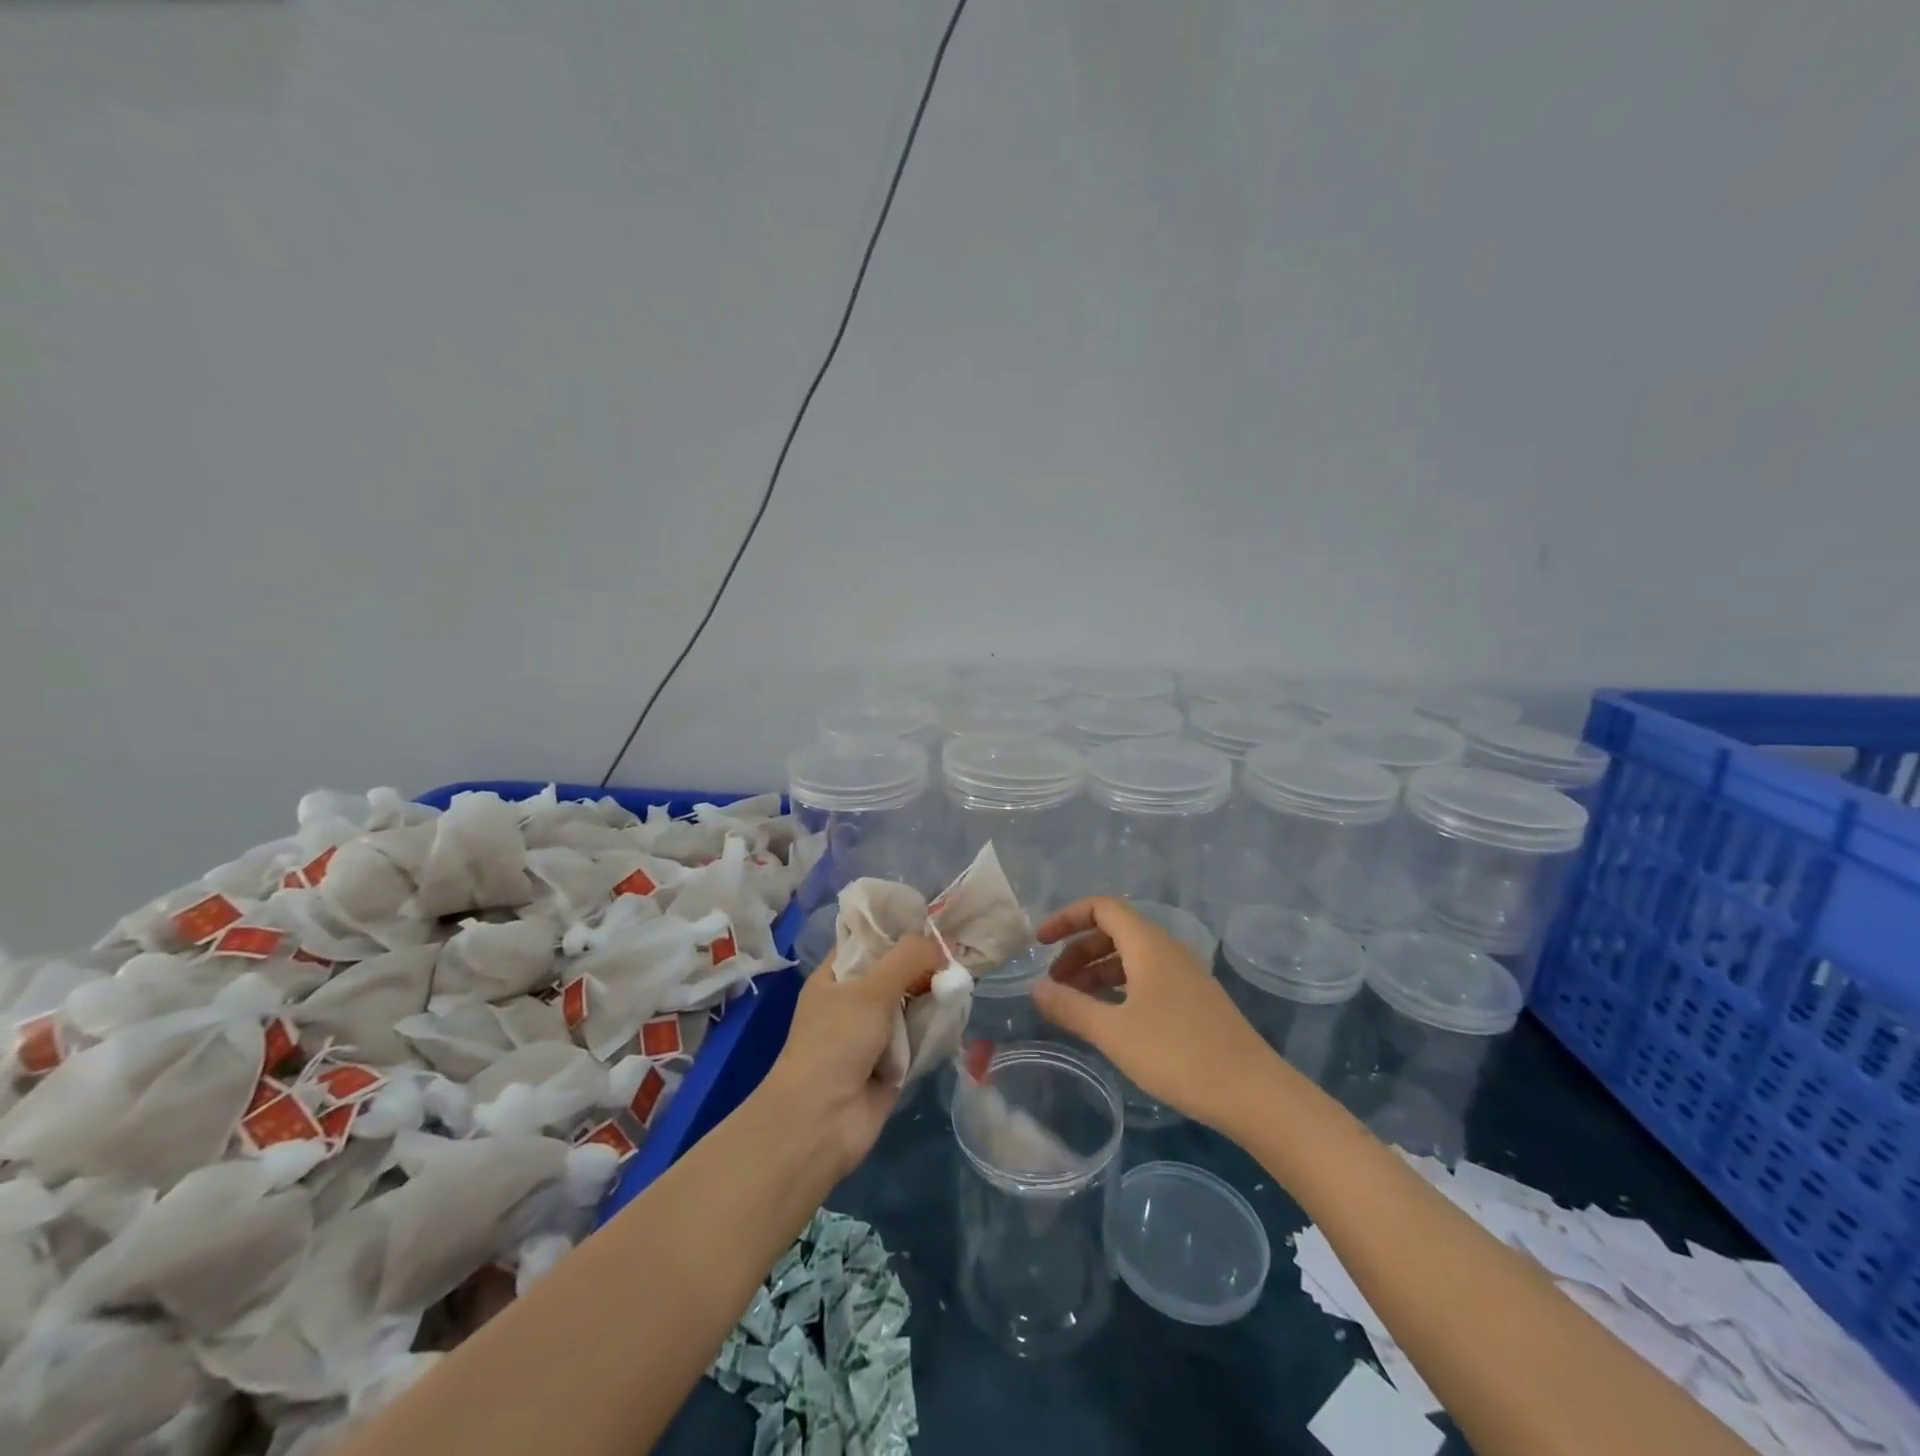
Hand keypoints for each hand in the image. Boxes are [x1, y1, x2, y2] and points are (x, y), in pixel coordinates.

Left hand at [760, 933, 945, 1176]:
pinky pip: (920, 1036)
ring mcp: (873, 1033)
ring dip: (933, 997)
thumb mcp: (870, 990)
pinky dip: (936, 1028)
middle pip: (896, 971)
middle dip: (925, 965)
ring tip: (963, 983)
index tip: (934, 923)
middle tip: (958, 953)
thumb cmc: (835, 1042)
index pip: (870, 940)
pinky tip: (957, 1015)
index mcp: (836, 976)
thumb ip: (907, 959)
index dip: (900, 930)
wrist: (822, 1121)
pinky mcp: (893, 1063)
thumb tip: (941, 949)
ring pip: (911, 1003)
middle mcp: (853, 1000)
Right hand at [1031, 896, 1274, 1131]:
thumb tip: (1036, 989)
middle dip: (1078, 950)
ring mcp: (1184, 975)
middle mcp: (1167, 950)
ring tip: (1074, 1002)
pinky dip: (1119, 987)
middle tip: (1054, 983)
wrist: (1253, 1092)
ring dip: (1097, 971)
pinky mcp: (1194, 1000)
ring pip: (1130, 956)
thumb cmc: (1178, 1054)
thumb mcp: (1114, 1032)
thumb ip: (1070, 1007)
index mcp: (1148, 944)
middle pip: (1114, 930)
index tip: (1040, 944)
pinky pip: (1147, 977)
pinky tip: (1110, 1018)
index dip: (1067, 918)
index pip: (1101, 907)